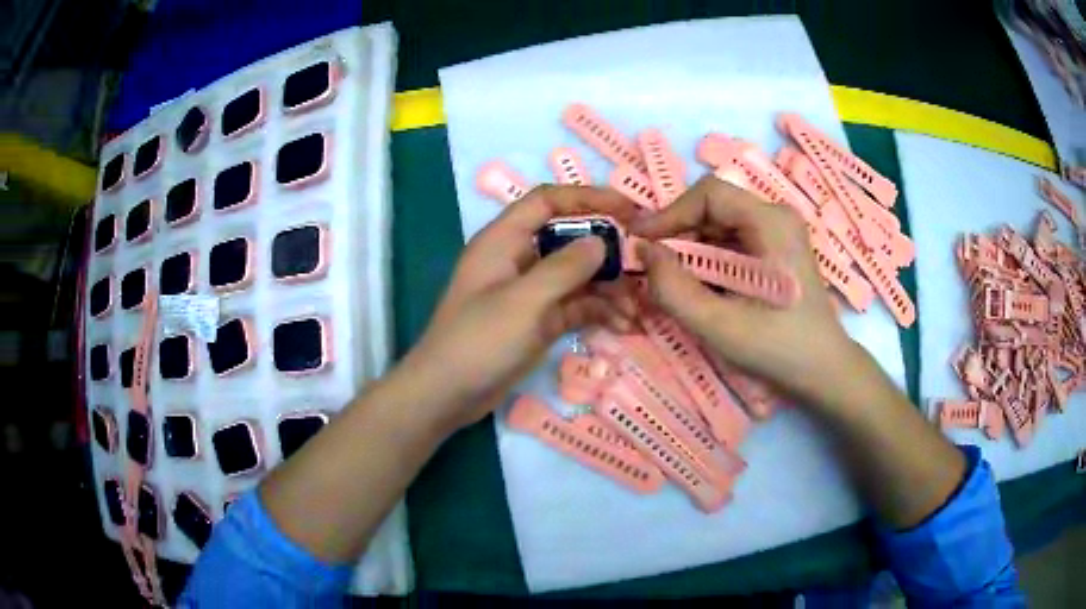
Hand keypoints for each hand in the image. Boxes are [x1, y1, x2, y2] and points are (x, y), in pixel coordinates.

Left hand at [403, 185, 638, 433]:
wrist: (448, 394)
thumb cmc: (479, 340)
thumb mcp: (524, 301)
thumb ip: (564, 267)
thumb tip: (600, 241)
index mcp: (504, 240)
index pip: (548, 201)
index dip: (588, 198)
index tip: (628, 210)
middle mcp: (518, 259)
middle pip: (569, 239)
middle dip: (606, 250)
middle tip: (643, 264)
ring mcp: (529, 291)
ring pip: (576, 276)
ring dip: (607, 288)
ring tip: (637, 308)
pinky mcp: (538, 321)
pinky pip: (574, 306)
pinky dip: (597, 312)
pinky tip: (623, 325)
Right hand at [630, 176, 864, 403]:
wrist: (823, 372)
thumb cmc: (777, 348)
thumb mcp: (718, 324)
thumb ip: (673, 288)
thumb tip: (643, 252)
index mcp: (771, 222)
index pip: (709, 194)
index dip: (669, 213)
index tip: (640, 241)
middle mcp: (776, 217)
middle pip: (714, 208)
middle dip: (679, 234)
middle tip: (653, 266)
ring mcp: (779, 233)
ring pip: (721, 226)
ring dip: (692, 249)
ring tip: (673, 280)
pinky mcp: (777, 251)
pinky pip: (733, 242)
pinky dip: (709, 260)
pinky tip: (700, 287)